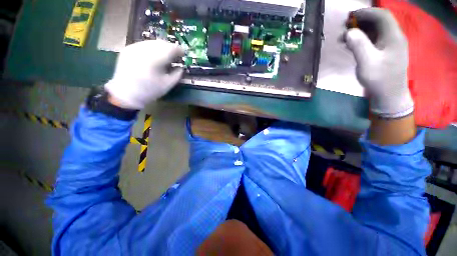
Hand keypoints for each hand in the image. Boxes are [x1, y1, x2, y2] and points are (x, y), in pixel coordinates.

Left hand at [105, 40, 184, 108]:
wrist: (126, 94)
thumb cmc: (150, 91)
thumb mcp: (168, 85)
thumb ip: (177, 74)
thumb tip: (181, 67)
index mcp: (154, 60)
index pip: (170, 49)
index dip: (178, 50)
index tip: (183, 53)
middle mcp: (143, 50)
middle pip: (161, 43)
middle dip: (170, 48)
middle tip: (175, 55)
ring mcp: (133, 47)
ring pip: (152, 42)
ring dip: (161, 47)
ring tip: (165, 56)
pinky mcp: (128, 49)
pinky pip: (144, 44)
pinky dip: (152, 48)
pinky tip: (154, 57)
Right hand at [345, 8, 412, 118]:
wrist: (389, 94)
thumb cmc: (379, 79)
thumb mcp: (367, 63)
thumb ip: (359, 46)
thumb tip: (349, 32)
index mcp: (393, 37)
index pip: (381, 16)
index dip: (366, 12)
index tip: (350, 16)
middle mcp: (394, 37)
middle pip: (379, 21)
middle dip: (362, 20)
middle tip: (346, 25)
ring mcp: (390, 44)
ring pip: (376, 29)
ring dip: (361, 29)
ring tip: (346, 35)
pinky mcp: (386, 51)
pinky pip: (374, 38)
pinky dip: (363, 37)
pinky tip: (352, 43)